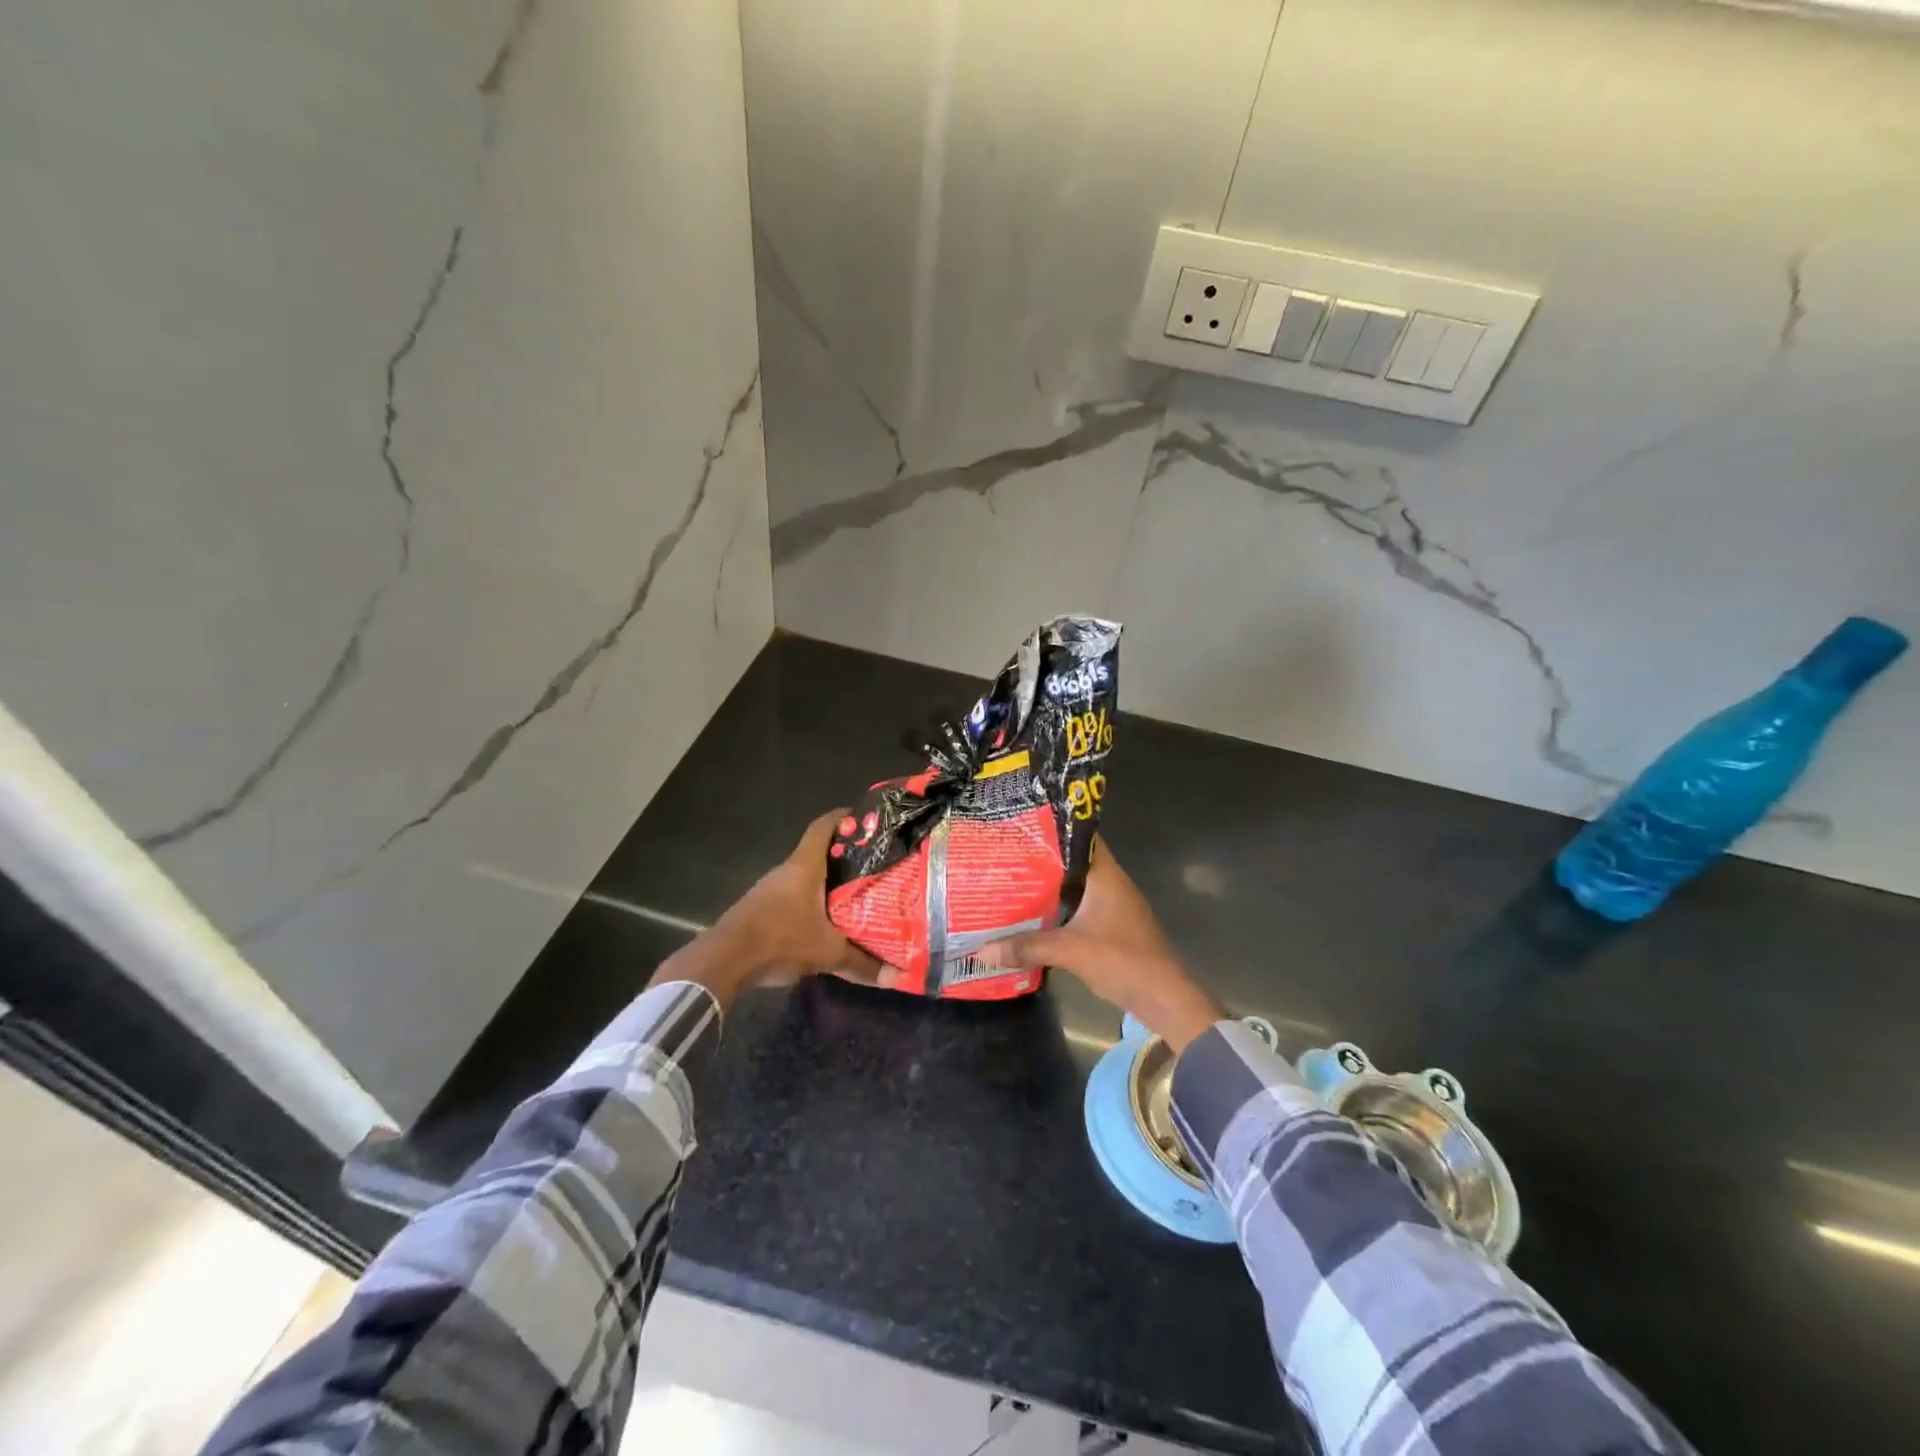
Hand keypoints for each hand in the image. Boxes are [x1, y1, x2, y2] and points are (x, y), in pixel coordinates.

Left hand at [651, 810, 892, 1007]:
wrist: (723, 961)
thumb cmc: (780, 940)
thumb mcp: (827, 953)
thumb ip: (862, 963)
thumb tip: (898, 977)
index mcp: (804, 867)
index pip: (823, 828)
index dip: (843, 818)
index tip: (864, 818)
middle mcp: (785, 871)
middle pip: (816, 853)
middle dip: (842, 856)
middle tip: (871, 865)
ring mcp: (768, 890)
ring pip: (803, 877)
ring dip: (824, 882)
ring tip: (853, 893)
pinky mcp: (759, 910)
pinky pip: (791, 896)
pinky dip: (809, 901)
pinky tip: (823, 919)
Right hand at [977, 839, 1221, 1050]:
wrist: (1164, 997)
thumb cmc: (1122, 960)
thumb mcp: (1070, 951)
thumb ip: (1027, 947)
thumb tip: (983, 950)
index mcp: (1105, 875)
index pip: (1079, 837)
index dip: (1052, 829)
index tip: (1021, 827)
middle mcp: (1110, 883)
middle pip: (1072, 862)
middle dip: (1042, 860)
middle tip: (1006, 855)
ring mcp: (1113, 906)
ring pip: (1075, 887)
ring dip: (1049, 887)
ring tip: (1012, 882)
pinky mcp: (1111, 928)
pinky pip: (1079, 909)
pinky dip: (1058, 909)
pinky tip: (1034, 916)